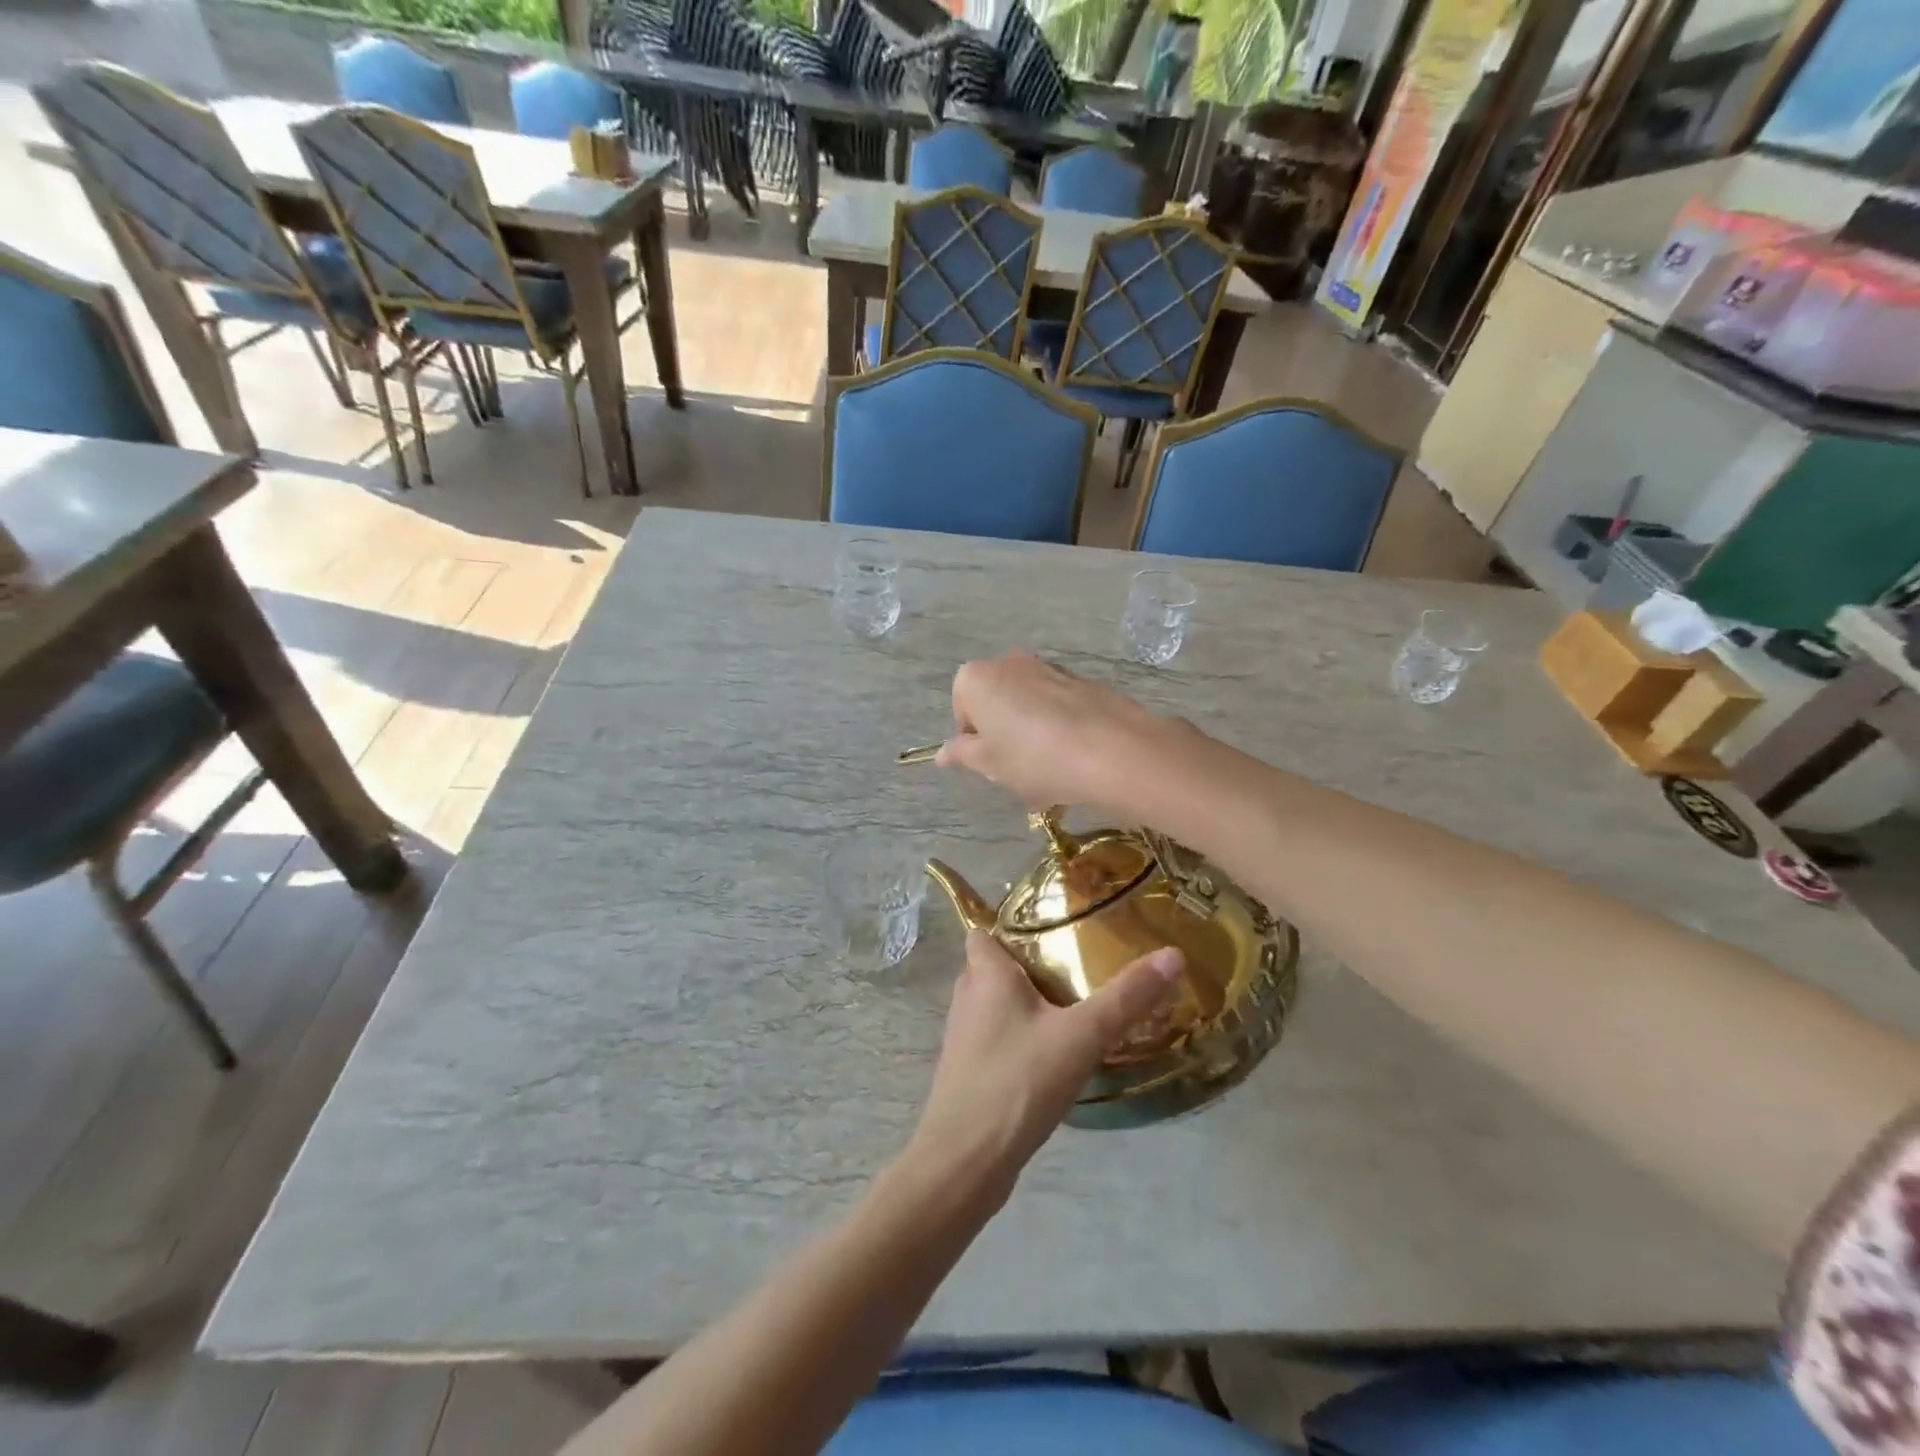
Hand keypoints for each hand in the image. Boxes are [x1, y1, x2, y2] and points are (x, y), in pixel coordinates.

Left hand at [910, 931, 1184, 1197]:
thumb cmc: (1017, 1082)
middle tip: (1077, 964)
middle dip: (1030, 963)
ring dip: (1027, 1003)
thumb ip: (1126, 997)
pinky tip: (1055, 1054)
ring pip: (996, 1005)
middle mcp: (967, 998)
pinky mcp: (970, 1073)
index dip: (1010, 924)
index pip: (984, 930)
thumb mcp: (1081, 1036)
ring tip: (1074, 1005)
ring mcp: (964, 1038)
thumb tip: (1174, 954)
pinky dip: (1022, 1037)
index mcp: (985, 974)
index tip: (1053, 926)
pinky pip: (998, 1039)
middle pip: (994, 966)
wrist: (965, 1163)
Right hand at [936, 651, 1173, 810]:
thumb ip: (962, 754)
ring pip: (1030, 706)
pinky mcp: (1084, 681)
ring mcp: (1051, 668)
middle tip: (1017, 772)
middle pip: (997, 703)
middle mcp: (1011, 662)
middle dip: (1003, 736)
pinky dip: (1060, 730)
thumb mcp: (990, 764)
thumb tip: (942, 753)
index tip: (989, 765)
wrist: (1113, 750)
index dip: (973, 740)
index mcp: (978, 678)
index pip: (961, 708)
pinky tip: (1074, 761)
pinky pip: (1060, 708)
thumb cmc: (1035, 758)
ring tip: (1049, 774)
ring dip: (1032, 735)